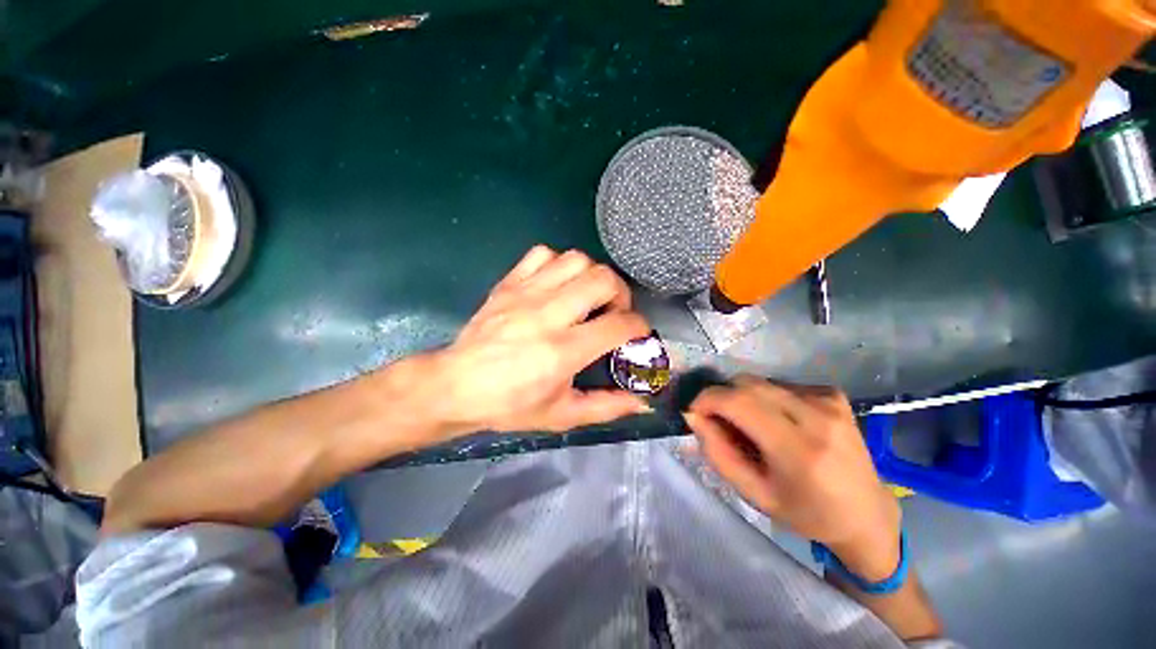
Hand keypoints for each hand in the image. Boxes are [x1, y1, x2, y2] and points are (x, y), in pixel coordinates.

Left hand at [426, 245, 651, 434]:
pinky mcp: (509, 283)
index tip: (636, 334)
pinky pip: (542, 253)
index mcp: (562, 351)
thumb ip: (606, 407)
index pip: (619, 324)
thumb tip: (643, 403)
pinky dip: (558, 264)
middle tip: (613, 312)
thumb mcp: (562, 415)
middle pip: (602, 279)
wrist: (455, 386)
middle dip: (621, 294)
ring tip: (587, 297)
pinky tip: (556, 285)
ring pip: (576, 259)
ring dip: (592, 276)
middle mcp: (547, 315)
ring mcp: (525, 293)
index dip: (639, 327)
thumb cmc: (509, 405)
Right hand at [684, 376, 901, 579]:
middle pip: (747, 383)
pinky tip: (777, 421)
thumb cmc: (807, 513)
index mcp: (799, 449)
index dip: (707, 399)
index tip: (694, 412)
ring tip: (752, 427)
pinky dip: (765, 398)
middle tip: (719, 422)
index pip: (738, 401)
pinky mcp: (833, 393)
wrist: (867, 515)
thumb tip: (694, 416)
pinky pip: (779, 384)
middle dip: (722, 396)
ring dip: (744, 399)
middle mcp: (816, 415)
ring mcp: (828, 400)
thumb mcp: (754, 494)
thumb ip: (718, 453)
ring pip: (760, 381)